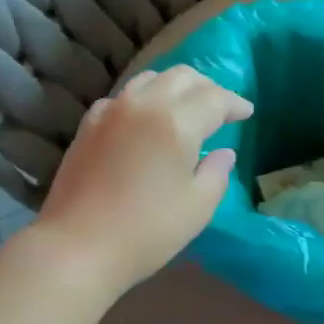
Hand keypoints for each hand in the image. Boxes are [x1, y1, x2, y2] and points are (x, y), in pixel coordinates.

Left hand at [32, 66, 252, 298]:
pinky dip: (144, 100)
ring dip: (175, 87)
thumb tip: (223, 153)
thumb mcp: (197, 208)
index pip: (215, 98)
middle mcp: (143, 104)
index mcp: (176, 122)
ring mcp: (111, 110)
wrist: (77, 246)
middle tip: (220, 109)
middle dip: (207, 88)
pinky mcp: (88, 124)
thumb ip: (216, 173)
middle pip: (182, 77)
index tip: (246, 113)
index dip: (235, 103)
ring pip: (150, 79)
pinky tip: (146, 122)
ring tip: (186, 109)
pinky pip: (124, 97)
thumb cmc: (147, 232)